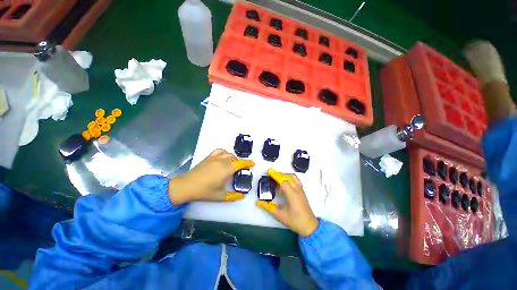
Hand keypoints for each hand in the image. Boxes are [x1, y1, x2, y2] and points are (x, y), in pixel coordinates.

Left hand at [168, 149, 254, 204]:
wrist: (187, 185)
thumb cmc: (204, 191)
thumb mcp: (219, 196)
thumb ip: (232, 196)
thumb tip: (242, 196)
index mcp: (226, 170)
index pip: (240, 164)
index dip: (247, 163)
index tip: (252, 163)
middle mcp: (222, 161)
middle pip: (235, 159)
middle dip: (240, 162)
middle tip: (241, 169)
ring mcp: (215, 158)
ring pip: (228, 154)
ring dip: (233, 158)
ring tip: (233, 164)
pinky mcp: (209, 157)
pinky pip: (219, 151)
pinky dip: (224, 152)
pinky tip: (224, 157)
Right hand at [256, 169, 318, 235]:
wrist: (309, 226)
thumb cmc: (295, 221)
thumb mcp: (280, 215)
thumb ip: (268, 207)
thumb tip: (257, 202)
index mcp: (291, 194)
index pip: (283, 180)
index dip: (275, 175)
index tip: (269, 171)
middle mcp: (297, 189)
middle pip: (288, 176)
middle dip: (279, 174)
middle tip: (271, 174)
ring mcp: (301, 190)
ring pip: (293, 177)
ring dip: (285, 175)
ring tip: (277, 177)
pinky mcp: (302, 191)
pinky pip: (296, 180)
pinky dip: (290, 177)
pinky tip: (285, 182)